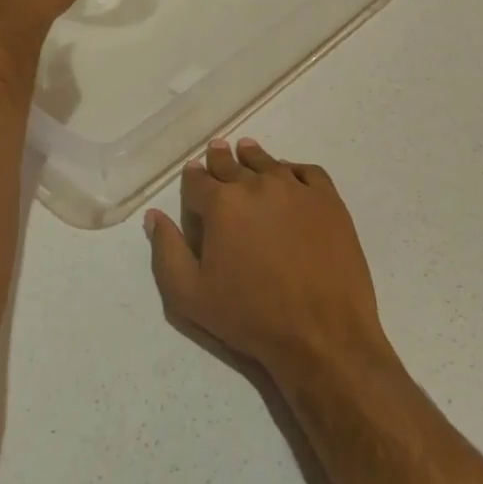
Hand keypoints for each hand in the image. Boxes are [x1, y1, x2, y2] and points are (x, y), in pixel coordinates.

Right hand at [147, 138, 388, 383]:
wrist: (322, 333)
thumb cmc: (251, 316)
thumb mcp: (190, 296)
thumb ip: (167, 251)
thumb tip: (154, 216)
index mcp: (221, 204)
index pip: (197, 180)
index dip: (192, 178)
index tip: (192, 174)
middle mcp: (257, 185)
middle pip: (231, 164)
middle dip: (220, 159)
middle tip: (216, 150)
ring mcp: (296, 189)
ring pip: (268, 162)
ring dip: (253, 157)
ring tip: (247, 151)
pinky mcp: (328, 200)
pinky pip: (307, 171)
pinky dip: (293, 168)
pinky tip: (289, 173)